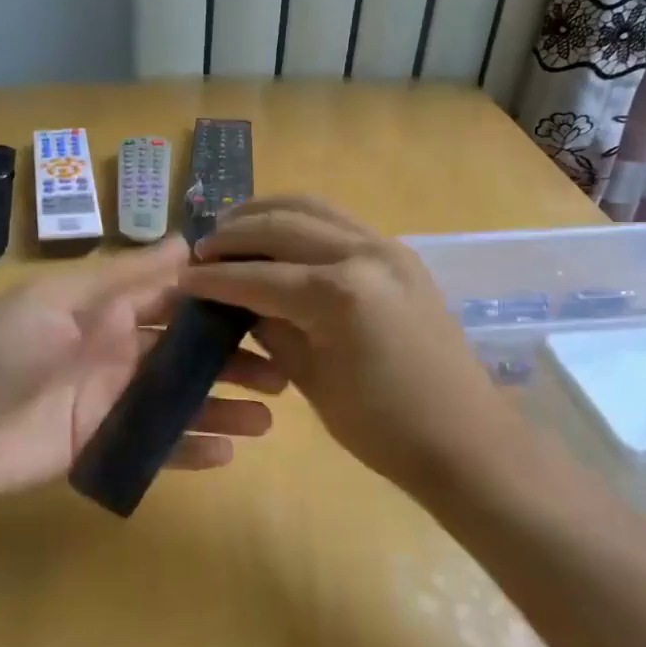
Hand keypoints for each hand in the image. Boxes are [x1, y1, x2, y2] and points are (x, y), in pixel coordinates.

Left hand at [0, 237, 282, 508]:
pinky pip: (157, 446)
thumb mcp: (59, 301)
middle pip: (187, 352)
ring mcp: (113, 401)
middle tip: (284, 369)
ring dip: (223, 404)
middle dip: (233, 358)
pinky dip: (191, 448)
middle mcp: (118, 351)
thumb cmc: (0, 350)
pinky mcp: (104, 446)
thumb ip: (125, 277)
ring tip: (271, 416)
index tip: (270, 301)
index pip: (175, 297)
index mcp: (107, 310)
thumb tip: (188, 239)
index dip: (219, 299)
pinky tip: (229, 451)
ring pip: (181, 400)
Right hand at [182, 197, 500, 496]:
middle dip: (234, 233)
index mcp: (338, 294)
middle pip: (282, 225)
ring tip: (233, 226)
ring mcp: (387, 248)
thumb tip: (241, 304)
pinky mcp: (400, 254)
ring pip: (313, 208)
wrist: (465, 438)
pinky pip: (339, 221)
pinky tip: (280, 236)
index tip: (181, 279)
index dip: (214, 278)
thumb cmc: (383, 428)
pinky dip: (301, 220)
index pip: (258, 276)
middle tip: (202, 248)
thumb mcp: (312, 381)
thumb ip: (272, 331)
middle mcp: (363, 254)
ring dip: (267, 212)